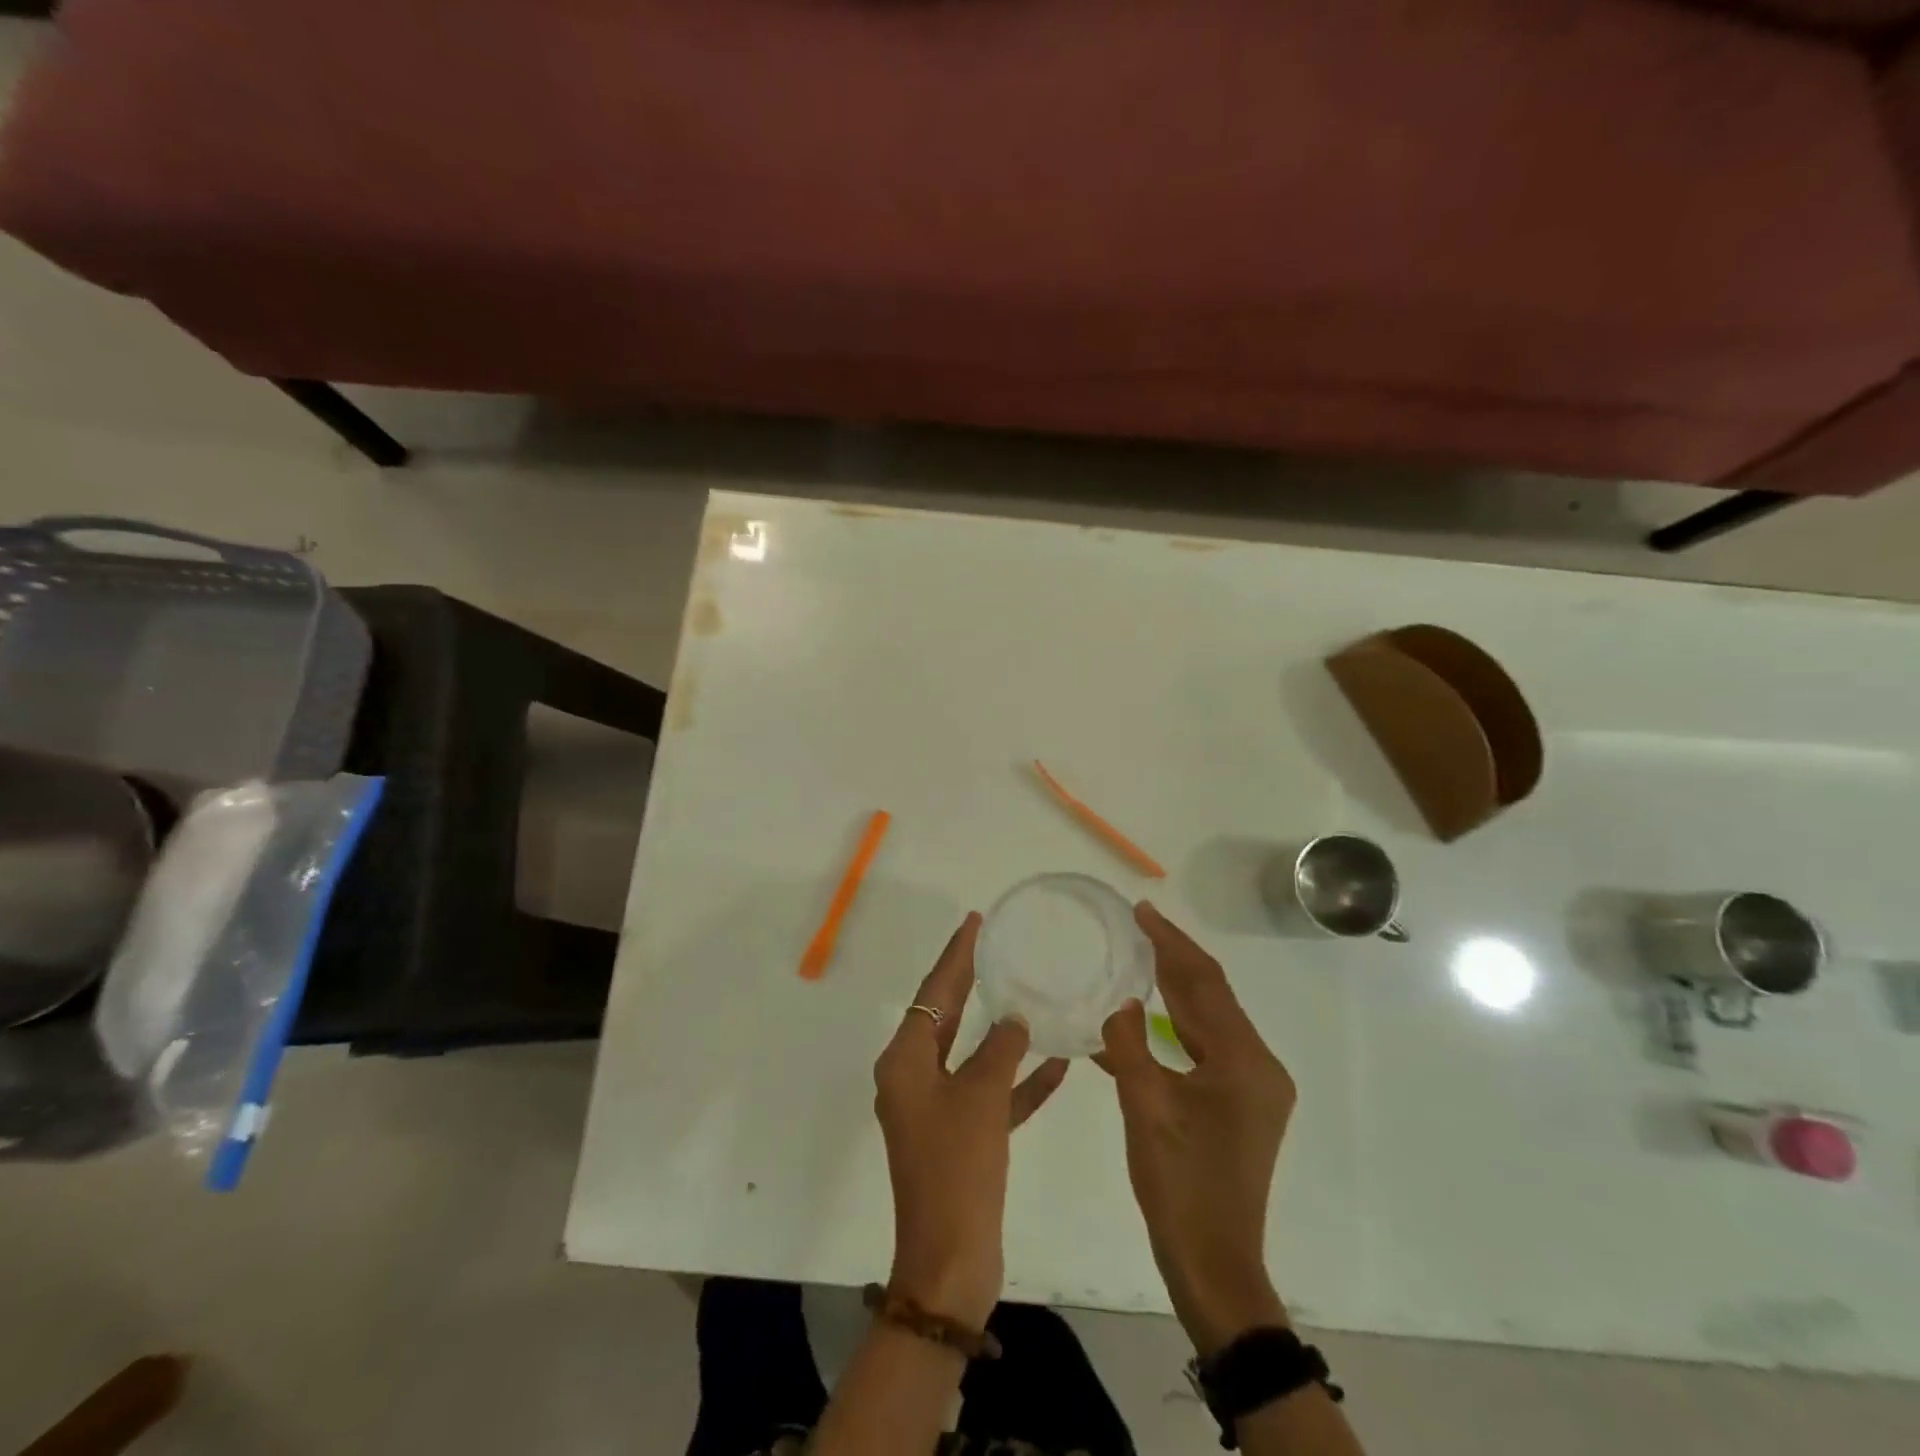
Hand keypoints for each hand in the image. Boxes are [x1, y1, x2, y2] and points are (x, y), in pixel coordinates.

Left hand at [873, 912, 1069, 1326]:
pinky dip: (1017, 1080)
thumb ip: (999, 1050)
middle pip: (946, 1016)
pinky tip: (1056, 1063)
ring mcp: (936, 1109)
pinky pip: (990, 1095)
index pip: (933, 993)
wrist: (950, 1262)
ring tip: (1027, 992)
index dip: (955, 956)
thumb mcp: (980, 1098)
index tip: (973, 923)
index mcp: (905, 1061)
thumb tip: (1014, 1019)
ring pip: (970, 1054)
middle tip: (994, 945)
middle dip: (971, 981)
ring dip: (1000, 1030)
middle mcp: (914, 1078)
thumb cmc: (957, 1168)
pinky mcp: (960, 1137)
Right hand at [1096, 902, 1296, 1355]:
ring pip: (1209, 1020)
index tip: (1142, 911)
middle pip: (1211, 997)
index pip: (1204, 984)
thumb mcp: (1145, 1108)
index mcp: (1244, 1062)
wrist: (1214, 1264)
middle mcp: (1259, 1066)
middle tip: (1138, 924)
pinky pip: (1206, 1047)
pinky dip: (1176, 1026)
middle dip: (1174, 958)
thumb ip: (1128, 1045)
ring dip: (1175, 989)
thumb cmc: (1180, 1185)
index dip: (1171, 943)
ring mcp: (1255, 1087)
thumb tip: (1118, 1002)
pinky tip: (1144, 1019)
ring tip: (1139, 957)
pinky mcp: (1243, 1104)